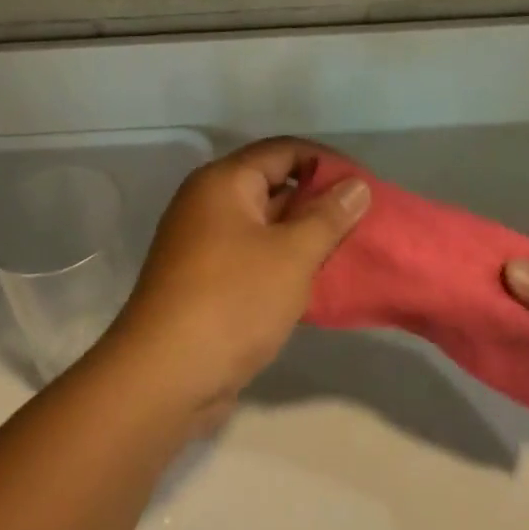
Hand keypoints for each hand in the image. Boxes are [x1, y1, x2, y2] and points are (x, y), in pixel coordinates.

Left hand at [106, 138, 369, 420]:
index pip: (284, 151)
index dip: (327, 162)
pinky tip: (318, 282)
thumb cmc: (232, 301)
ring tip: (350, 250)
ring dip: (305, 235)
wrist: (163, 379)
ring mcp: (204, 243)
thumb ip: (328, 216)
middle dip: (319, 201)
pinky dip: (284, 262)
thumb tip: (356, 185)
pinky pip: (254, 255)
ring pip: (266, 224)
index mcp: (224, 181)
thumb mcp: (292, 255)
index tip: (364, 185)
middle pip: (274, 184)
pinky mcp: (205, 280)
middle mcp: (209, 203)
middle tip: (363, 220)